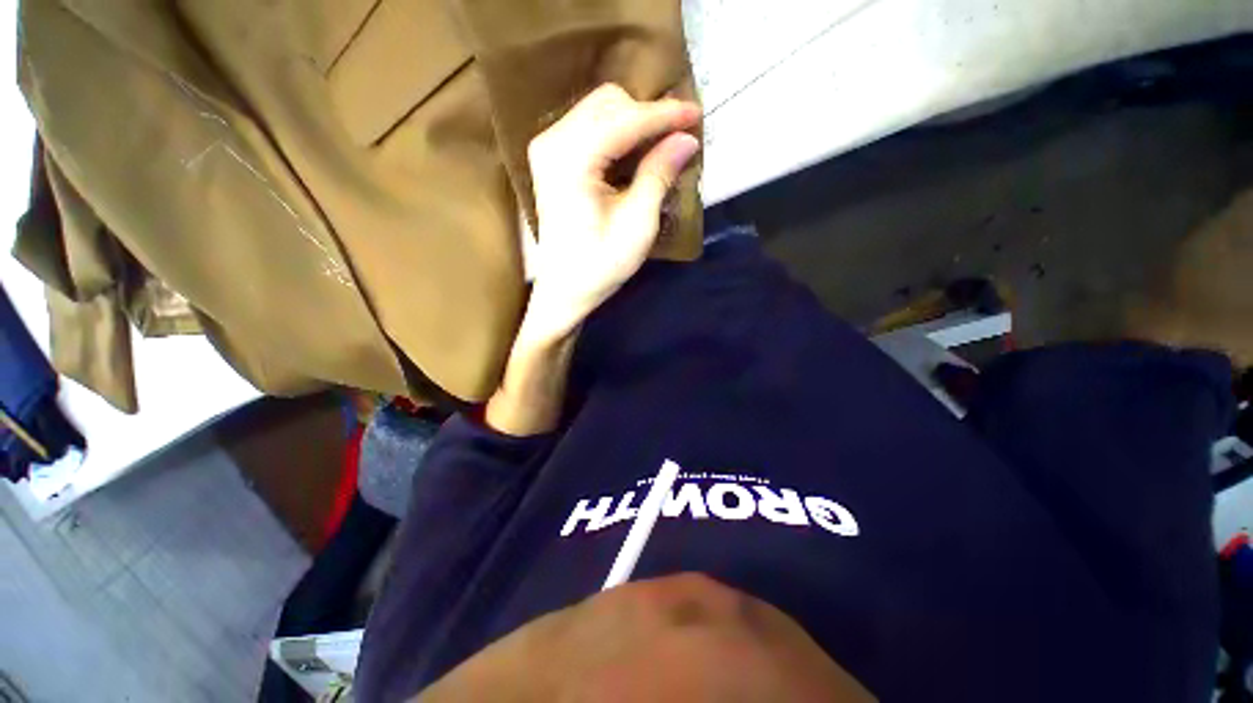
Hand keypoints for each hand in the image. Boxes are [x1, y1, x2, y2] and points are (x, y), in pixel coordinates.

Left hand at [520, 83, 700, 345]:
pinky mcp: (552, 156)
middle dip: (647, 115)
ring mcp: (548, 147)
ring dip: (634, 121)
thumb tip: (686, 139)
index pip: (623, 121)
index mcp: (571, 163)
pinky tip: (636, 150)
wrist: (565, 287)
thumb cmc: (600, 265)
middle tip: (677, 136)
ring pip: (599, 109)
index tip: (695, 113)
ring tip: (661, 144)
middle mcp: (552, 143)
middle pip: (608, 103)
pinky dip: (618, 132)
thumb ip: (658, 176)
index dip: (663, 115)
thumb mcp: (636, 226)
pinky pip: (589, 125)